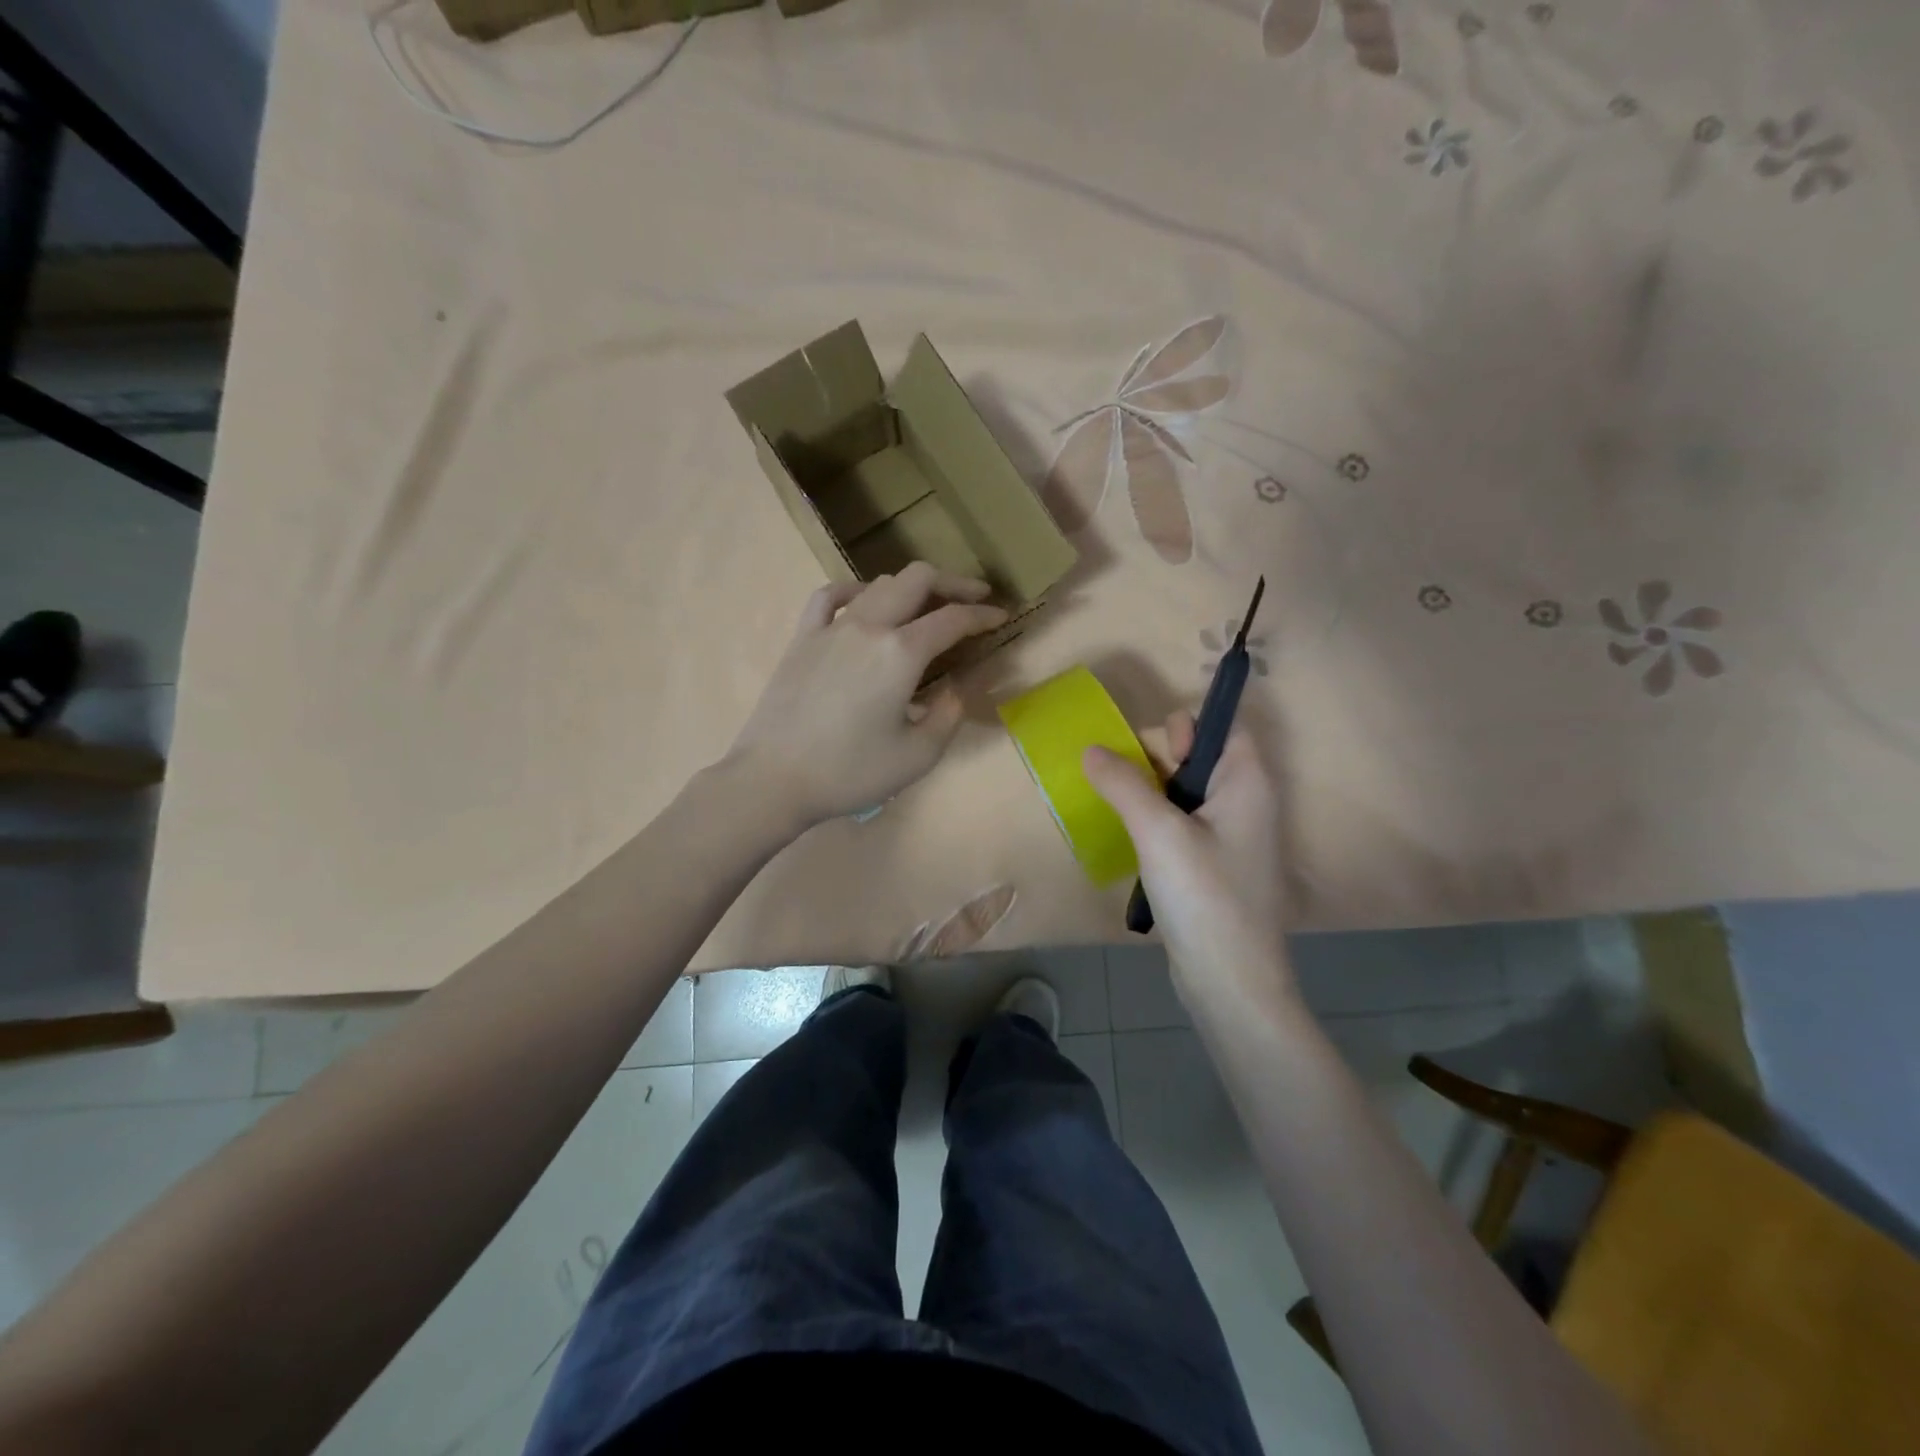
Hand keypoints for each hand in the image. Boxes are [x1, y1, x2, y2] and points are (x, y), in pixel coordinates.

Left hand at [725, 563, 1007, 828]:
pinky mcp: (803, 638)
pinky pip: (830, 596)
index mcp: (901, 653)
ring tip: (927, 606)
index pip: (953, 619)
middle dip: (953, 583)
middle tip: (974, 597)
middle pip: (917, 580)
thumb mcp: (918, 755)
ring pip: (879, 584)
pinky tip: (865, 601)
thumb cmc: (850, 772)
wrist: (774, 778)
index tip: (1002, 617)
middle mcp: (869, 626)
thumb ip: (949, 714)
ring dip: (911, 587)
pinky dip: (855, 590)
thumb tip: (959, 685)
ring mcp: (832, 628)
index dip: (983, 615)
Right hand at [1083, 714, 1298, 1015]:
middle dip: (1157, 760)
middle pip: (1199, 754)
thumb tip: (1091, 749)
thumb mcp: (1157, 831)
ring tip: (1120, 810)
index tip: (1152, 754)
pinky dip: (1155, 820)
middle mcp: (1245, 800)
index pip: (1224, 726)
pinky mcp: (1212, 863)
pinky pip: (1182, 822)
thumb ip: (1124, 783)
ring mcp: (1230, 834)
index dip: (1186, 727)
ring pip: (1184, 790)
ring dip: (1149, 792)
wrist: (1229, 981)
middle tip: (1126, 789)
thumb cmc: (1203, 896)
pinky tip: (1132, 838)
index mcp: (1247, 781)